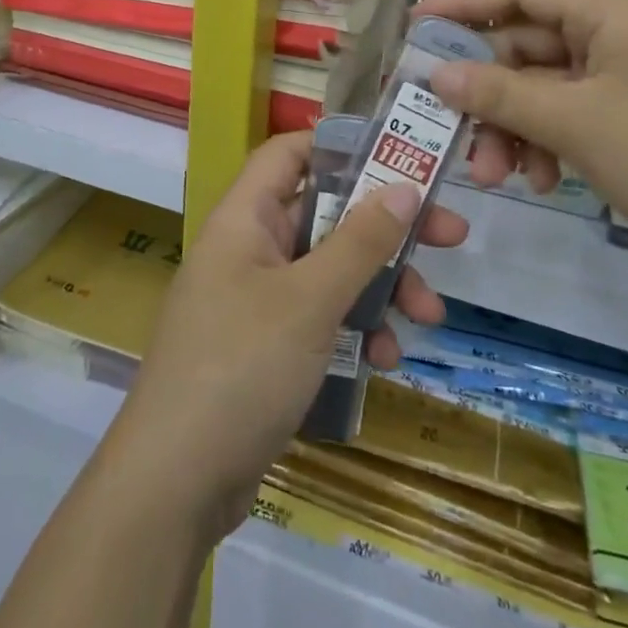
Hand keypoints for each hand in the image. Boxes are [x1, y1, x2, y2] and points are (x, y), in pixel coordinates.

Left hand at [106, 131, 467, 536]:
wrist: (176, 482)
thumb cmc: (241, 367)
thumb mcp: (310, 300)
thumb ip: (359, 241)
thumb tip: (404, 185)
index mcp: (244, 219)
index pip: (289, 154)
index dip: (340, 145)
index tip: (398, 156)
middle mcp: (248, 250)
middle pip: (324, 215)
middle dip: (385, 228)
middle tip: (450, 236)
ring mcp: (256, 301)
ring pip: (329, 272)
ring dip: (380, 287)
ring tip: (428, 316)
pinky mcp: (266, 348)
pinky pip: (319, 320)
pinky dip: (354, 331)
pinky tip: (385, 362)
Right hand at [418, 0, 627, 283]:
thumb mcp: (577, 123)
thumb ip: (500, 94)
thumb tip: (437, 75)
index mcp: (612, 9)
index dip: (463, 3)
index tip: (415, 28)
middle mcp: (623, 30)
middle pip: (531, 43)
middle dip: (490, 91)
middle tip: (455, 135)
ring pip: (551, 84)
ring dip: (517, 125)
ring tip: (501, 176)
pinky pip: (580, 112)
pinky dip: (554, 140)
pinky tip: (546, 181)